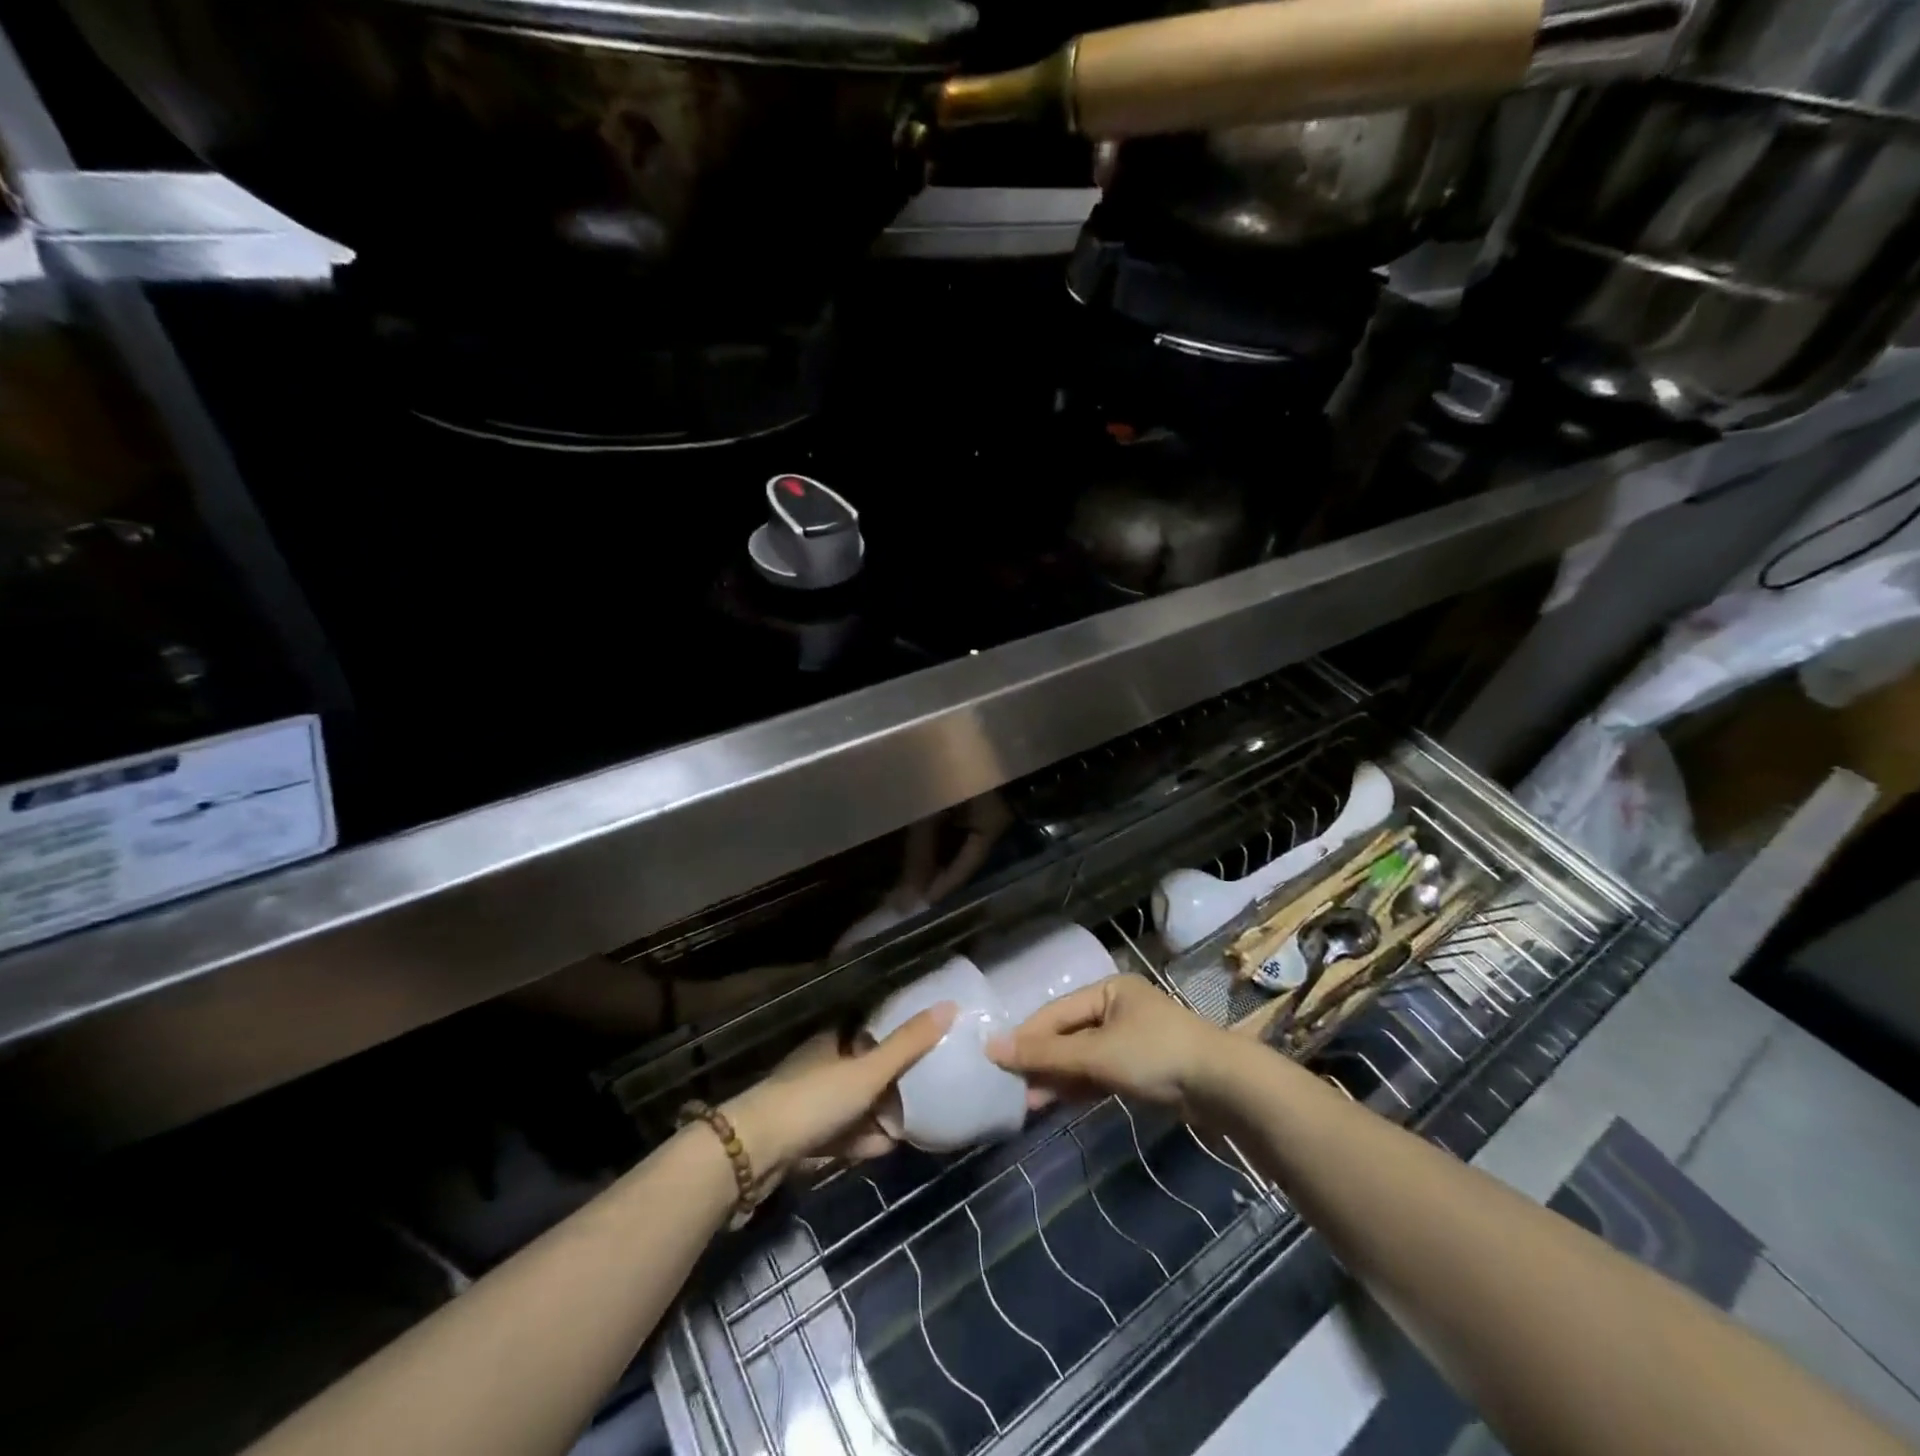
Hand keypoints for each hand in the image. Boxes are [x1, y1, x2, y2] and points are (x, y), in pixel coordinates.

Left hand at [725, 1003, 954, 1178]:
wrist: (755, 1152)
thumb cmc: (814, 1100)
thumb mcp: (868, 1071)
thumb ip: (908, 1044)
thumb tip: (950, 1005)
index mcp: (831, 1042)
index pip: (868, 1033)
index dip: (895, 1040)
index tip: (926, 1048)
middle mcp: (820, 1068)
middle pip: (864, 1071)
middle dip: (893, 1085)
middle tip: (927, 1093)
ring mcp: (810, 1105)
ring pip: (855, 1106)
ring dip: (880, 1117)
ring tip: (913, 1126)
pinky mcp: (804, 1139)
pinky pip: (844, 1135)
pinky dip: (863, 1140)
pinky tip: (885, 1148)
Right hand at [987, 975, 1225, 1112]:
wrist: (1224, 1088)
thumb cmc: (1156, 1056)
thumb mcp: (1097, 1054)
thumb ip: (1046, 1055)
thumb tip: (991, 1048)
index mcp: (1109, 990)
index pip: (1056, 1013)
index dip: (1026, 1037)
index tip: (996, 1060)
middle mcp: (1118, 1008)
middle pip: (1069, 1034)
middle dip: (1042, 1061)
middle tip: (1012, 1088)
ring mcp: (1132, 1039)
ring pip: (1084, 1056)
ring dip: (1058, 1078)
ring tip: (1029, 1102)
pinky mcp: (1143, 1069)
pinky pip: (1101, 1073)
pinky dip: (1080, 1086)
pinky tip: (1059, 1103)